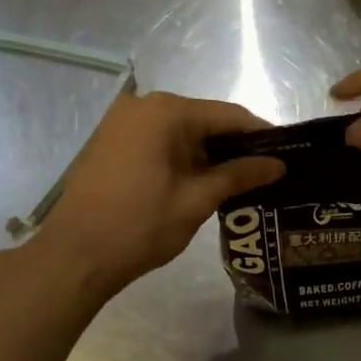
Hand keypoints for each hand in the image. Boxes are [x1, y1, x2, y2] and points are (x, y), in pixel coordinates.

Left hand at [26, 90, 284, 302]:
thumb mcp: (197, 200)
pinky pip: (158, 139)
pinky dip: (182, 156)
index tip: (287, 154)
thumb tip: (278, 164)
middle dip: (235, 145)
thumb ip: (239, 175)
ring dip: (208, 153)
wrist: (73, 256)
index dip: (261, 134)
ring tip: (239, 180)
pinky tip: (200, 180)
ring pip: (181, 130)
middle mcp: (143, 105)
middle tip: (265, 172)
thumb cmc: (140, 226)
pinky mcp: (110, 140)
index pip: (229, 115)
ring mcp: (122, 121)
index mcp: (167, 112)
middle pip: (204, 119)